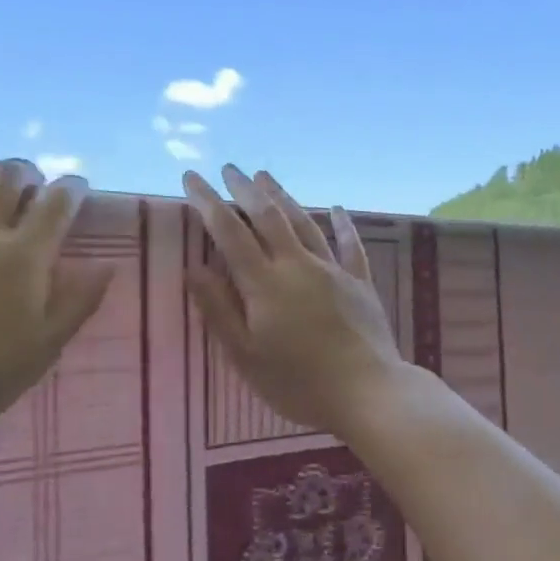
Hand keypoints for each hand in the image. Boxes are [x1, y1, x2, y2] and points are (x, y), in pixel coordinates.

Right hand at [184, 166, 406, 435]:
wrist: (367, 392)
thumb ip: (219, 310)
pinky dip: (343, 224)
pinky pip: (350, 245)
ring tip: (266, 176)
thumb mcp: (246, 356)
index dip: (208, 202)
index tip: (191, 178)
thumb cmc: (298, 382)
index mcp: (264, 284)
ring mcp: (333, 271)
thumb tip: (193, 269)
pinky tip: (337, 208)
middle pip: (268, 216)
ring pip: (304, 223)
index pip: (229, 232)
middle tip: (229, 168)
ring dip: (284, 197)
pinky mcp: (361, 283)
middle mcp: (298, 266)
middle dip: (245, 189)